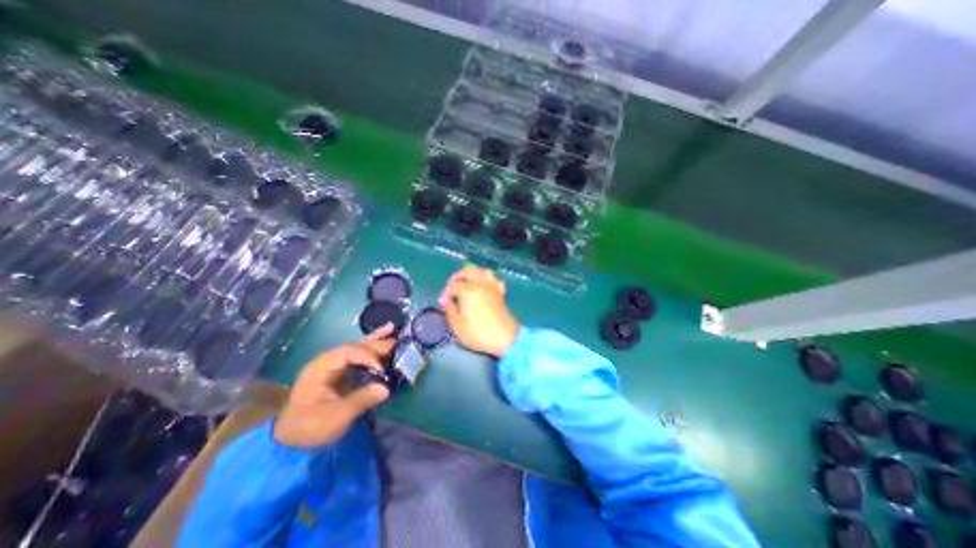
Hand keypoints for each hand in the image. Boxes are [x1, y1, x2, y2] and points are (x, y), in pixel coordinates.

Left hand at [273, 322, 393, 446]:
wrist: (292, 440)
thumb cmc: (310, 426)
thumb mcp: (335, 417)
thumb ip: (360, 400)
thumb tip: (386, 388)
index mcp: (322, 367)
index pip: (348, 352)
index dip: (367, 356)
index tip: (381, 369)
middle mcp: (329, 361)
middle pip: (356, 347)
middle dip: (376, 344)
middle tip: (397, 341)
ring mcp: (334, 366)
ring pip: (358, 349)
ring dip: (376, 341)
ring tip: (392, 329)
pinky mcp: (341, 373)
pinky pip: (359, 357)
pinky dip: (371, 349)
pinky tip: (382, 339)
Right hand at [441, 263, 518, 356]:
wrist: (504, 338)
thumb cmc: (477, 333)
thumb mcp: (457, 324)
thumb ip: (449, 309)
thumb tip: (445, 300)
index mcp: (468, 290)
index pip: (453, 285)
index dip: (446, 292)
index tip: (442, 302)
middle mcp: (480, 283)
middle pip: (467, 270)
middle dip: (458, 277)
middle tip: (452, 288)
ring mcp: (492, 286)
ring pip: (482, 271)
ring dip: (473, 274)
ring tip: (467, 284)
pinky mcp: (500, 292)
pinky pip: (494, 279)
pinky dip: (487, 280)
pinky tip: (484, 288)